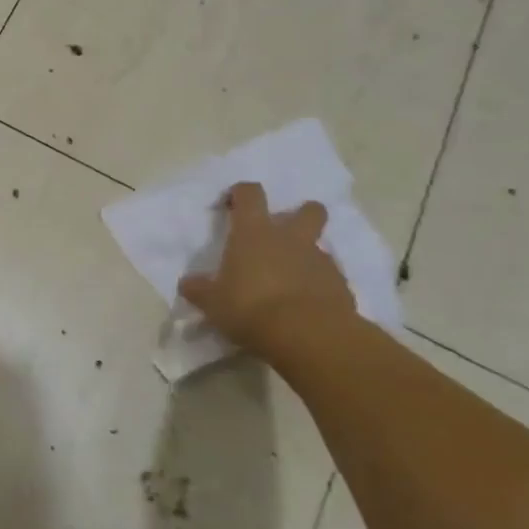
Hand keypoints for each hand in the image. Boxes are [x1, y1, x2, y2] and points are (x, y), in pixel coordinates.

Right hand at [178, 182, 355, 350]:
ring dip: (308, 256)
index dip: (242, 193)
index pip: (250, 194)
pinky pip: (330, 278)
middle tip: (286, 232)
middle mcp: (290, 238)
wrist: (308, 335)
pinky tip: (308, 306)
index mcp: (254, 233)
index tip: (233, 202)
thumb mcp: (213, 302)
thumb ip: (200, 289)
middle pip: (307, 210)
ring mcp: (320, 260)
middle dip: (301, 214)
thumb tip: (187, 283)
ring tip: (293, 280)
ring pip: (320, 246)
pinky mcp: (341, 286)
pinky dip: (321, 286)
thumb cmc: (250, 308)